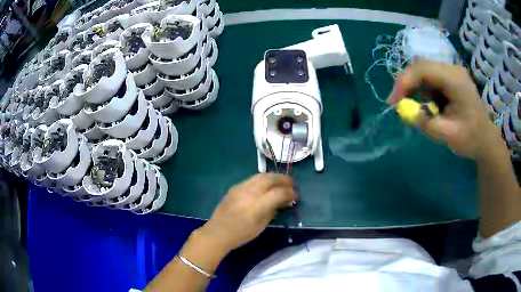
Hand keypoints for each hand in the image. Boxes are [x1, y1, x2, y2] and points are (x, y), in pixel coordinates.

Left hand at [198, 173, 296, 251]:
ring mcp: (240, 188)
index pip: (279, 193)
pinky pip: (251, 179)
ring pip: (260, 175)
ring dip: (273, 177)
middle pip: (270, 178)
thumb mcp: (261, 226)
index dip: (290, 193)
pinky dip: (262, 180)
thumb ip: (272, 211)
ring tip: (280, 181)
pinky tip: (265, 186)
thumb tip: (282, 202)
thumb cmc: (241, 234)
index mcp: (257, 205)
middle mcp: (249, 192)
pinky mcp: (234, 187)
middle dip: (283, 179)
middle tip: (291, 183)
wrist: (217, 232)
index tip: (296, 196)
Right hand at [387, 60, 503, 159]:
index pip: (423, 69)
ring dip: (413, 86)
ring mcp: (451, 72)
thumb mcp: (449, 135)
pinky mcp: (449, 77)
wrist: (485, 138)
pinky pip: (429, 77)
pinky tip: (422, 103)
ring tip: (408, 105)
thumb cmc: (471, 139)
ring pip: (423, 70)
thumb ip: (426, 123)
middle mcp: (452, 69)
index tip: (392, 102)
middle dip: (406, 83)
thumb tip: (405, 112)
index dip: (404, 82)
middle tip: (397, 103)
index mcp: (455, 80)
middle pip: (421, 66)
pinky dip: (421, 89)